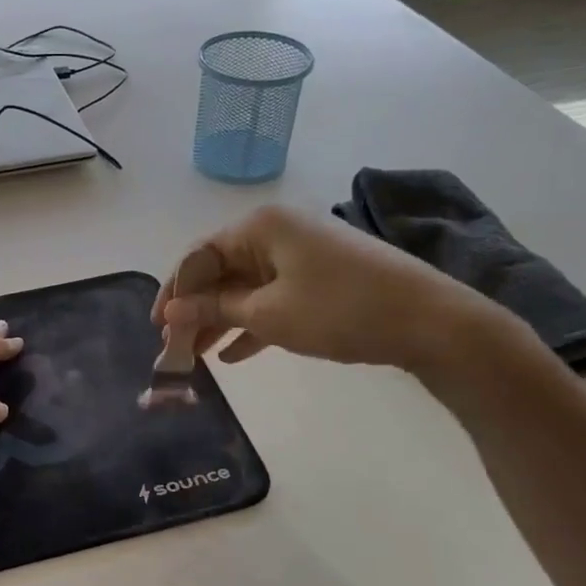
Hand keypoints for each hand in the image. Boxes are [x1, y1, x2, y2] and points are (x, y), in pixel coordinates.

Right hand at [151, 205, 504, 373]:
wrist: (429, 321)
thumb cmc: (339, 309)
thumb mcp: (268, 313)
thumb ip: (215, 309)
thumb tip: (172, 310)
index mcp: (259, 228)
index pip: (199, 256)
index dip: (174, 292)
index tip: (157, 329)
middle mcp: (276, 233)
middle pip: (220, 272)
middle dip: (196, 311)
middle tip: (175, 349)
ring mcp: (301, 255)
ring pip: (245, 288)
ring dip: (221, 321)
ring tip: (198, 358)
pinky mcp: (320, 278)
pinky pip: (272, 298)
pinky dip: (252, 324)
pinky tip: (234, 356)